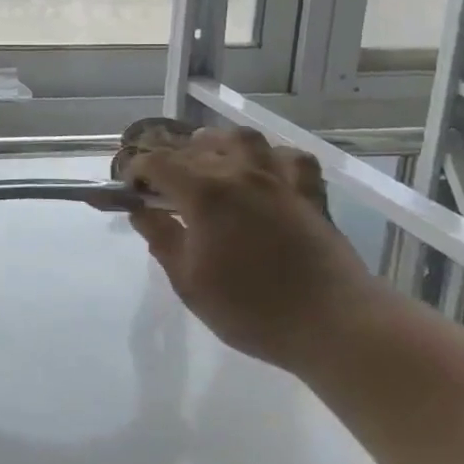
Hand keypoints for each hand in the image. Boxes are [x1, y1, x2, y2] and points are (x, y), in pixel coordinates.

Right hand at [126, 127, 370, 368]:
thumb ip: (162, 239)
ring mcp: (278, 179)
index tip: (129, 191)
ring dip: (218, 144)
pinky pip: (290, 158)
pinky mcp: (310, 193)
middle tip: (160, 187)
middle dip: (169, 160)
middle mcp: (239, 173)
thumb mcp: (189, 282)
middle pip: (195, 147)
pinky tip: (264, 172)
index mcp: (204, 193)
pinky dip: (271, 158)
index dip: (136, 171)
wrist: (334, 325)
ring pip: (242, 139)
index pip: (157, 163)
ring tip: (208, 161)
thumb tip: (142, 212)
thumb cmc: (252, 309)